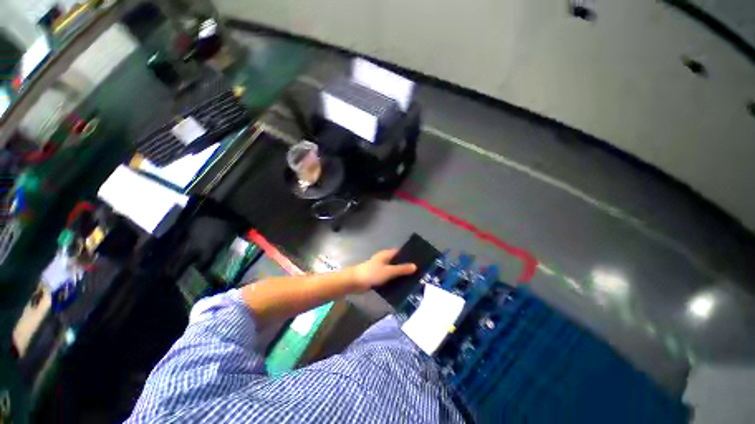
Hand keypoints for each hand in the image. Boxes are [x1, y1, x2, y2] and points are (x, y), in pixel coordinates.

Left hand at [350, 249, 416, 291]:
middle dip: (406, 266)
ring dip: (400, 274)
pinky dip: (394, 280)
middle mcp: (384, 260)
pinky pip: (389, 277)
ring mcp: (381, 268)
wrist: (355, 282)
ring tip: (414, 280)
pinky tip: (402, 286)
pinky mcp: (378, 277)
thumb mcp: (389, 271)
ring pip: (393, 270)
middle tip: (419, 272)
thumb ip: (401, 269)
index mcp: (386, 254)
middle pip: (397, 262)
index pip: (400, 252)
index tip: (419, 260)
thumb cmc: (372, 273)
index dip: (408, 255)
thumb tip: (415, 266)